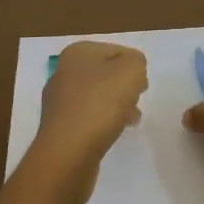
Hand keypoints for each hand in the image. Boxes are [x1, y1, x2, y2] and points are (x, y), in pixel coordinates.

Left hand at [28, 41, 148, 203]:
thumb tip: (132, 70)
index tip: (143, 86)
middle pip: (106, 73)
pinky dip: (103, 122)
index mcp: (77, 53)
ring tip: (130, 120)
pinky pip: (89, 117)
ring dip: (117, 105)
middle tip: (137, 100)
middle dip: (125, 86)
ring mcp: (59, 100)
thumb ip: (137, 61)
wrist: (68, 153)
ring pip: (98, 96)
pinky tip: (113, 132)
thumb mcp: (131, 71)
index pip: (117, 50)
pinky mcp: (60, 126)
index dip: (135, 66)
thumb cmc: (100, 105)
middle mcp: (64, 72)